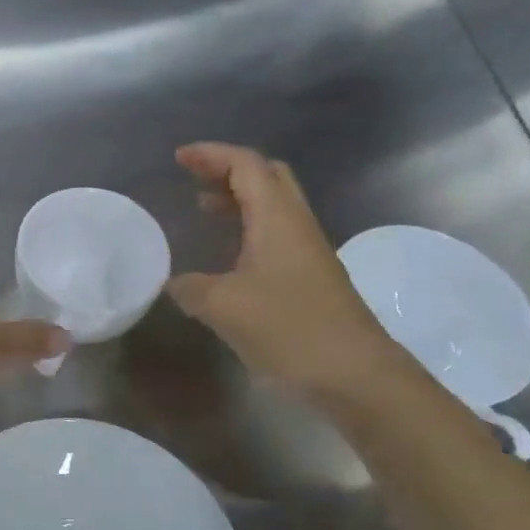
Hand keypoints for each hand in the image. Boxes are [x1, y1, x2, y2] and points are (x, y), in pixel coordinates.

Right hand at [167, 143, 404, 399]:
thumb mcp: (223, 306)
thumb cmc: (289, 328)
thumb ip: (190, 287)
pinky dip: (247, 227)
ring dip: (238, 198)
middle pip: (267, 176)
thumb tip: (174, 283)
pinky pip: (275, 234)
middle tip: (193, 177)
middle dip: (228, 169)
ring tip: (202, 207)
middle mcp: (296, 225)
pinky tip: (227, 254)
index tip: (178, 158)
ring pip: (273, 206)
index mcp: (278, 218)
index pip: (246, 165)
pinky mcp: (310, 278)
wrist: (355, 375)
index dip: (211, 154)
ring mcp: (308, 252)